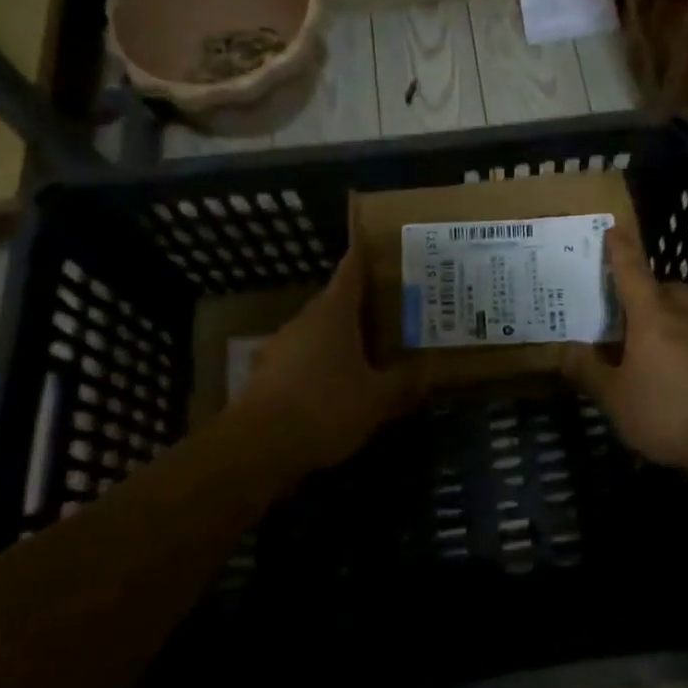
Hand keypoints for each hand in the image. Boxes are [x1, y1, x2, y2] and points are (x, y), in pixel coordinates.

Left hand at [234, 247, 425, 474]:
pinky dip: (321, 364)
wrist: (257, 447)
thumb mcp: (376, 399)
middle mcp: (305, 320)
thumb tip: (430, 373)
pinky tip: (336, 385)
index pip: (351, 269)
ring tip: (368, 348)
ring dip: (340, 336)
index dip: (364, 254)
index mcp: (333, 312)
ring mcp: (280, 347)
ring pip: (317, 331)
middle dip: (361, 302)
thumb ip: (404, 384)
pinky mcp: (266, 376)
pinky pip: (302, 359)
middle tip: (391, 306)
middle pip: (335, 301)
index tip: (376, 240)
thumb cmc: (324, 407)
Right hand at [560, 230, 687, 476]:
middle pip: (665, 288)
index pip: (632, 270)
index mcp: (652, 315)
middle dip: (646, 288)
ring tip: (638, 347)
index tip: (613, 228)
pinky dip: (676, 347)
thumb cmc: (669, 410)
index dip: (620, 249)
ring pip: (682, 315)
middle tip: (624, 306)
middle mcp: (682, 318)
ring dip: (662, 320)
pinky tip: (664, 376)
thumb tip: (566, 351)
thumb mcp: (615, 397)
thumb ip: (589, 372)